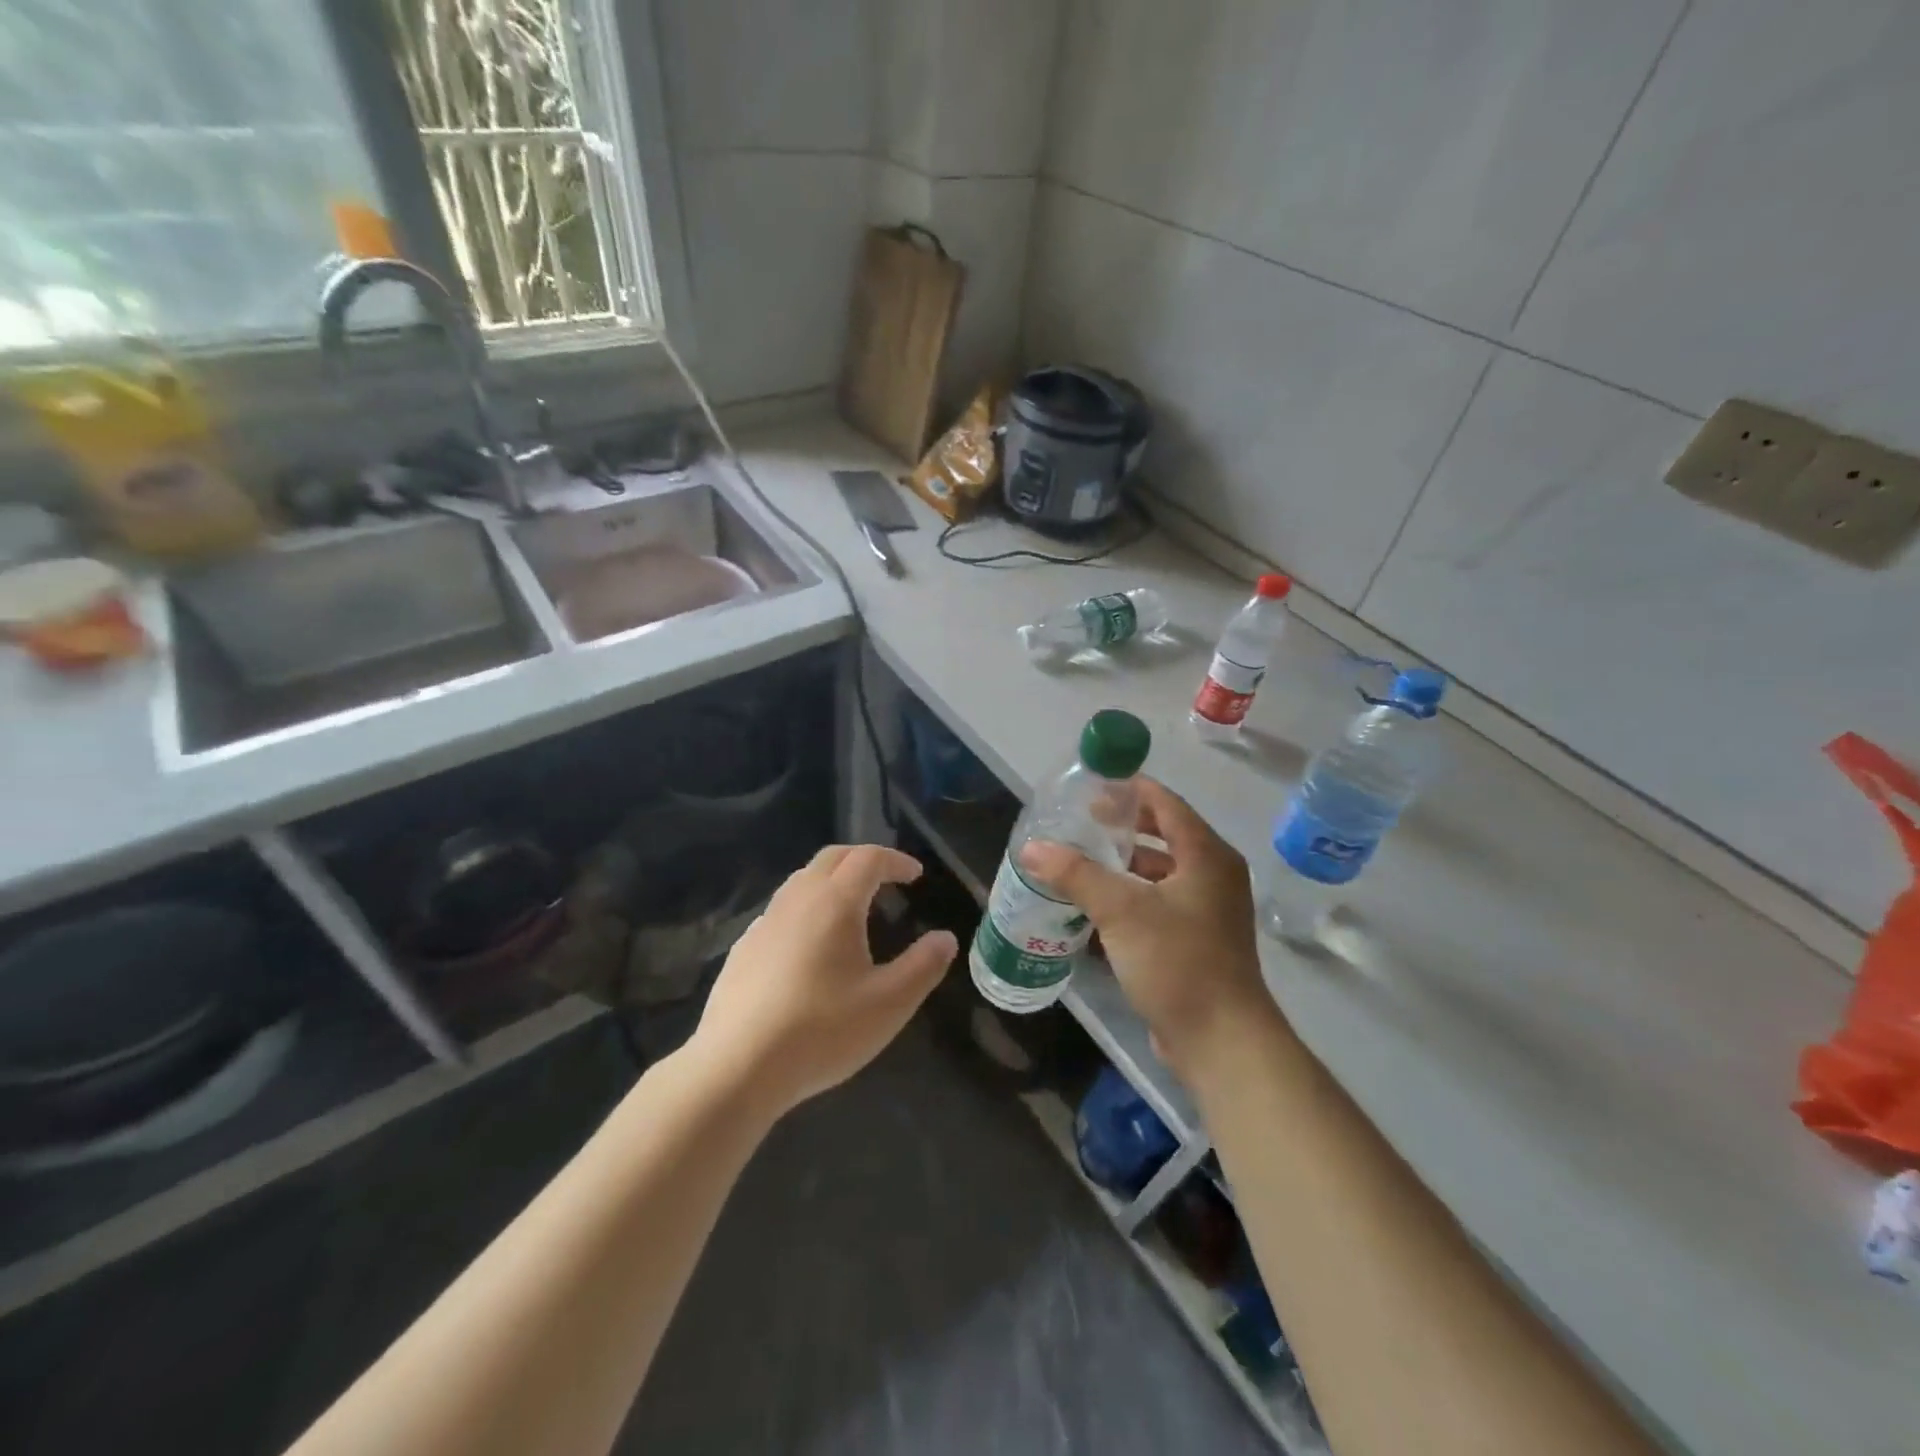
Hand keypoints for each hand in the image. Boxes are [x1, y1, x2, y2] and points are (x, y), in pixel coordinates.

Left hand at [690, 845, 955, 1118]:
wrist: (737, 1068)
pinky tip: (810, 946)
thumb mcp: (889, 1004)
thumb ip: (923, 966)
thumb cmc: (822, 1031)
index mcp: (835, 903)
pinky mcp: (743, 949)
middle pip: (832, 858)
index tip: (916, 876)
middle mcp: (797, 900)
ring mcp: (764, 923)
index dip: (896, 860)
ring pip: (801, 881)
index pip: (868, 858)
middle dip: (863, 859)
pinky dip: (806, 908)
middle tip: (887, 878)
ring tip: (852, 908)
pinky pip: (781, 911)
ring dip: (832, 881)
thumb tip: (945, 938)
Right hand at [1020, 779, 1279, 1080]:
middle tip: (1079, 823)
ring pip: (1159, 872)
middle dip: (1122, 827)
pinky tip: (1095, 905)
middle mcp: (1213, 875)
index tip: (1089, 787)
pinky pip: (1158, 903)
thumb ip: (1075, 874)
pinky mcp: (1197, 940)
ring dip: (1123, 865)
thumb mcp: (1121, 911)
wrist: (1221, 1041)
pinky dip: (1130, 896)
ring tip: (1080, 860)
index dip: (1128, 790)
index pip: (1165, 803)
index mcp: (1206, 855)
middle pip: (1163, 834)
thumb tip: (1031, 848)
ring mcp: (1208, 910)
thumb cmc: (1177, 962)